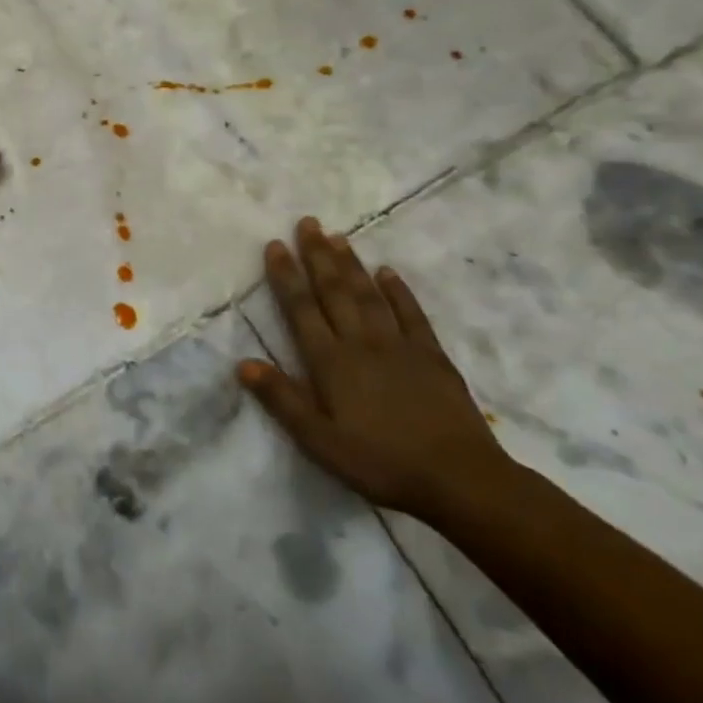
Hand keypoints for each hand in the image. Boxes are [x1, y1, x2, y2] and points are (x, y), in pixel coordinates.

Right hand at [236, 217, 512, 518]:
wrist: (460, 479)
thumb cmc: (380, 462)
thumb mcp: (319, 441)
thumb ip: (282, 399)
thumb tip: (243, 363)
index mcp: (331, 362)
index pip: (301, 309)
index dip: (286, 276)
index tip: (275, 245)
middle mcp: (362, 343)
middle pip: (335, 291)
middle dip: (317, 255)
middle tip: (307, 222)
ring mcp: (400, 346)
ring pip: (369, 295)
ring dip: (351, 264)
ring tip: (337, 236)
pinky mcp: (432, 356)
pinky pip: (411, 314)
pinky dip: (398, 291)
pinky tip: (388, 272)